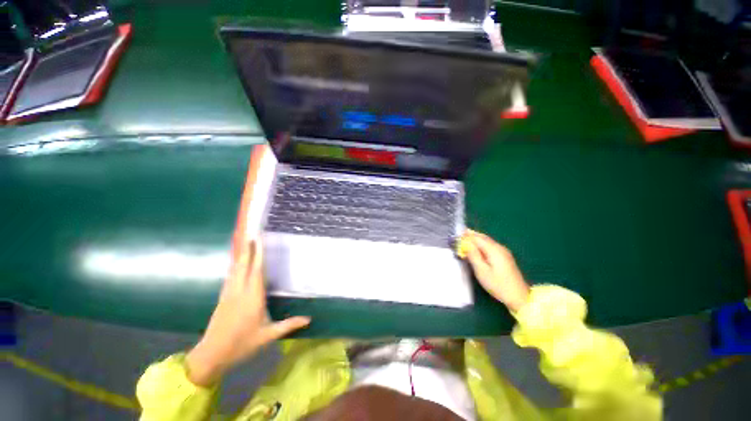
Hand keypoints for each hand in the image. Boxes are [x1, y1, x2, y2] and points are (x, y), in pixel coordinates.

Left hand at [186, 239, 309, 386]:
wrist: (211, 355)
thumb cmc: (242, 344)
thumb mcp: (268, 335)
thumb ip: (288, 325)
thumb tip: (309, 319)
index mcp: (252, 298)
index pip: (257, 271)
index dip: (258, 254)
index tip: (259, 239)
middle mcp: (240, 291)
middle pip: (243, 265)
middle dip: (247, 248)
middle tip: (251, 232)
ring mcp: (229, 293)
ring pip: (235, 269)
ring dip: (240, 254)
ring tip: (243, 241)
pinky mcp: (223, 298)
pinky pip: (230, 276)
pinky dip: (234, 265)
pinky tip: (236, 262)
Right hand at [459, 230, 529, 311]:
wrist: (519, 297)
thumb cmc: (498, 284)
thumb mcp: (481, 271)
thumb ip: (473, 255)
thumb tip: (465, 244)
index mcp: (493, 249)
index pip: (477, 238)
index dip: (466, 236)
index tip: (456, 236)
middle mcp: (499, 247)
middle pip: (482, 237)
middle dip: (471, 235)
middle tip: (459, 236)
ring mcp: (503, 252)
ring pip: (487, 241)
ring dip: (476, 239)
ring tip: (465, 240)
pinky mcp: (504, 257)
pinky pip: (490, 246)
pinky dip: (481, 244)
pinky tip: (476, 248)